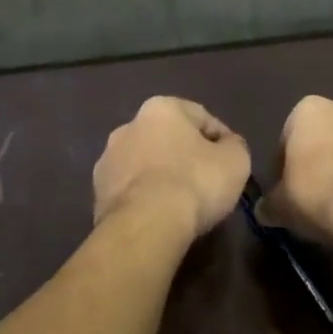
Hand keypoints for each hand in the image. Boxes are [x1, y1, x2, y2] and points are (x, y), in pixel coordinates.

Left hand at [93, 97, 251, 241]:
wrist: (146, 225)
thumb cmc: (195, 182)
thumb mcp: (236, 160)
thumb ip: (233, 146)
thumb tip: (227, 146)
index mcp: (161, 108)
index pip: (201, 117)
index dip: (221, 140)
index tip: (231, 164)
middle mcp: (128, 126)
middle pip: (168, 139)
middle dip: (186, 156)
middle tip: (206, 182)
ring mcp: (108, 160)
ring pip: (145, 165)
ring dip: (162, 177)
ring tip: (182, 204)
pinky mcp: (97, 193)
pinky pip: (131, 191)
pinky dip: (145, 198)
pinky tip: (160, 217)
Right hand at [262, 96, 332, 243]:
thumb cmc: (319, 194)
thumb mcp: (282, 206)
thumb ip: (271, 204)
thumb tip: (264, 211)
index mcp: (310, 110)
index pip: (290, 135)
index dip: (288, 164)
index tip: (292, 188)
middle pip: (332, 133)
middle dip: (328, 156)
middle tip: (324, 192)